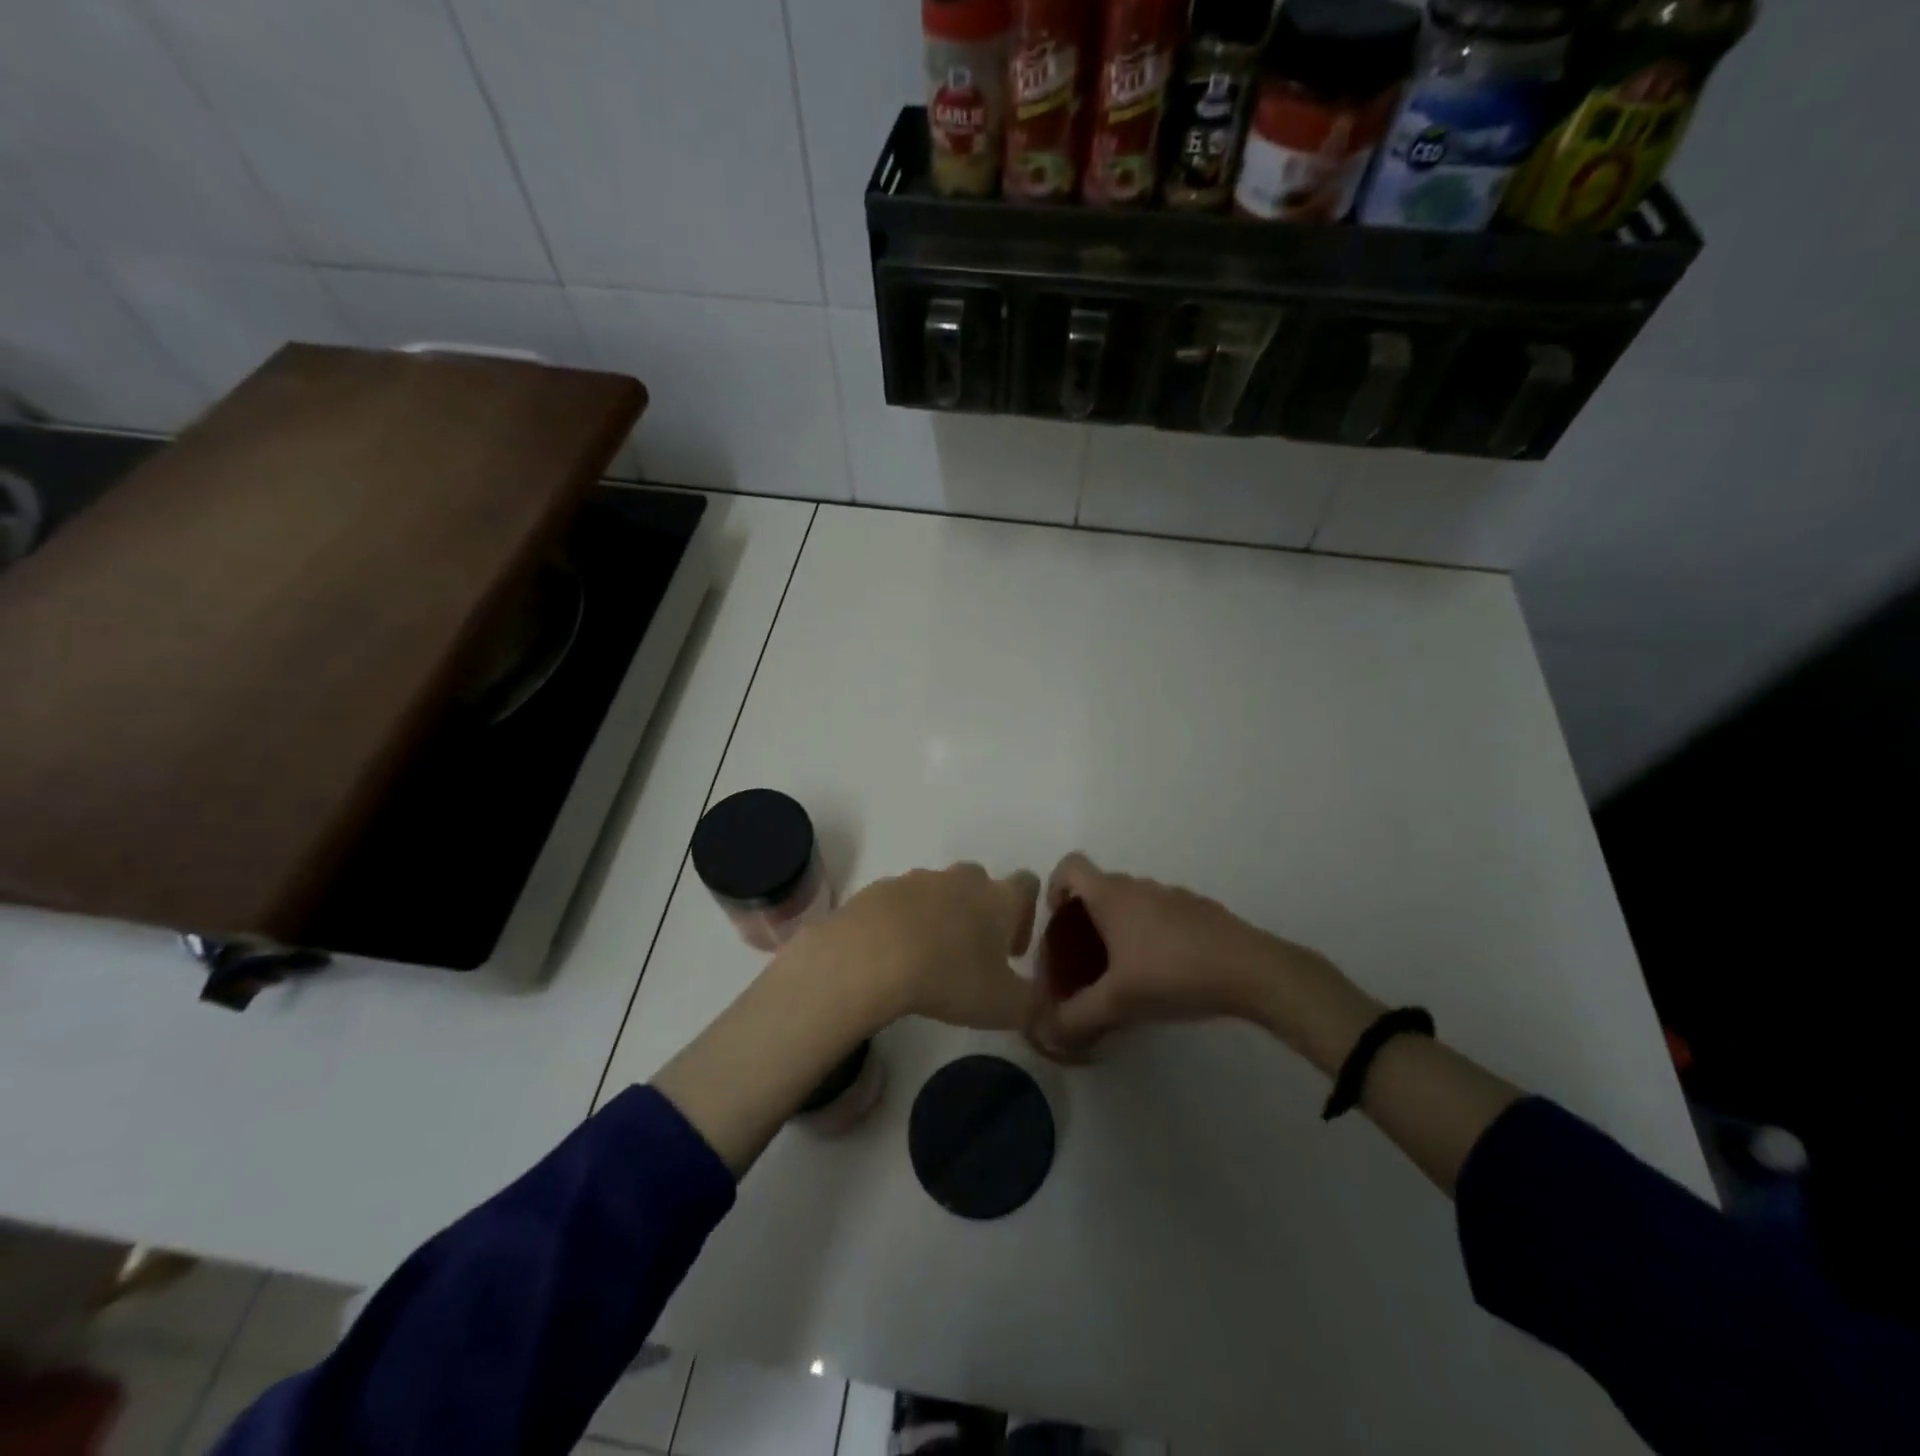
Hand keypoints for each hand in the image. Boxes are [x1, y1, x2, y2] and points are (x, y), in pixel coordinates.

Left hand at [779, 863, 1039, 1032]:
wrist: (872, 954)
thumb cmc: (950, 976)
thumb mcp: (1004, 1006)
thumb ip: (1033, 1005)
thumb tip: (1043, 1005)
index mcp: (999, 897)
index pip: (1027, 884)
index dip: (1025, 913)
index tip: (1012, 949)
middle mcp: (962, 879)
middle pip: (980, 883)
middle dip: (980, 914)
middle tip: (970, 955)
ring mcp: (919, 879)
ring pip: (939, 891)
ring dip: (940, 916)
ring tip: (928, 957)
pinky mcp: (882, 888)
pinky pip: (902, 901)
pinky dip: (903, 921)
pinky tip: (894, 953)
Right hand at [1033, 852, 1332, 1051]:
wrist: (1250, 970)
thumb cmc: (1173, 973)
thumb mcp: (1117, 1002)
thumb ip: (1077, 1016)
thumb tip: (1048, 1029)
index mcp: (1112, 895)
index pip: (1070, 866)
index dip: (1055, 887)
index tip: (1059, 921)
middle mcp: (1139, 887)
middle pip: (1099, 888)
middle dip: (1084, 920)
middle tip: (1084, 962)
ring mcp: (1172, 895)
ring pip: (1131, 903)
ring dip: (1118, 929)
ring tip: (1123, 973)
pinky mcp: (1198, 911)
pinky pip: (1159, 914)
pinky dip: (1149, 935)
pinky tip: (1164, 973)